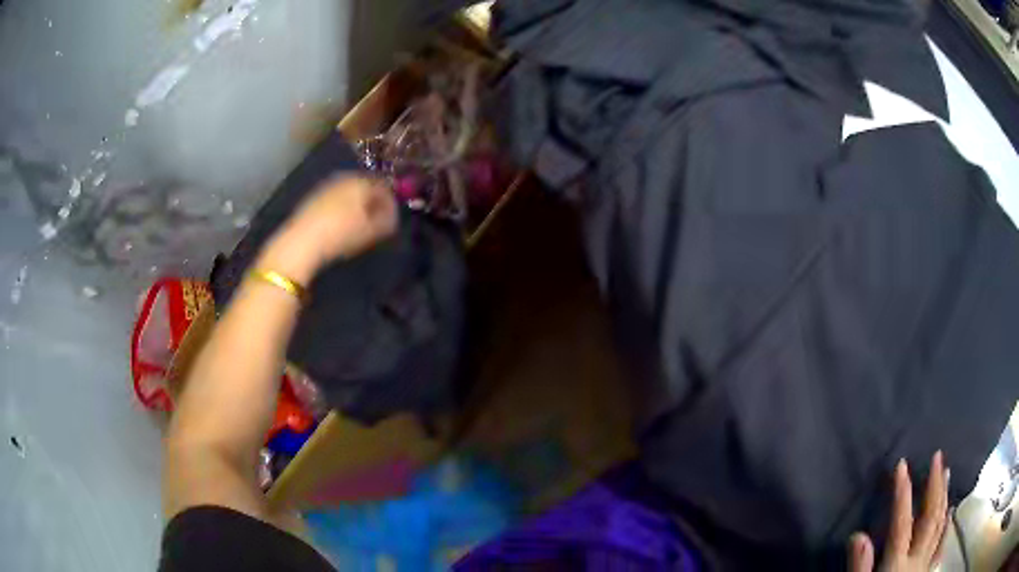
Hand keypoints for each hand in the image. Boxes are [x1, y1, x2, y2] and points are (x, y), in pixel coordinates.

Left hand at [258, 176, 397, 282]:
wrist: (302, 241)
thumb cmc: (341, 234)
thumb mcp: (371, 231)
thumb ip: (388, 221)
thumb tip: (393, 216)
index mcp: (362, 181)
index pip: (384, 187)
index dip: (391, 203)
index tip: (392, 219)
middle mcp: (345, 178)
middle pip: (365, 187)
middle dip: (372, 202)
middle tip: (377, 221)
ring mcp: (327, 186)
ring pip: (349, 193)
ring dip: (357, 205)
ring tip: (359, 224)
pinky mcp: (313, 197)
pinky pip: (335, 199)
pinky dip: (342, 208)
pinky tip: (340, 224)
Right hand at [849, 451, 949, 571]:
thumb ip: (859, 568)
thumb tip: (859, 534)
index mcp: (896, 564)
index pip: (902, 523)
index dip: (902, 493)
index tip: (901, 464)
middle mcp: (917, 558)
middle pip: (929, 517)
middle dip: (934, 486)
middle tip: (937, 457)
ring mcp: (926, 563)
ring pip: (940, 525)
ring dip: (944, 497)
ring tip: (946, 473)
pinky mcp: (929, 570)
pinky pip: (942, 542)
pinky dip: (948, 523)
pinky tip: (951, 510)